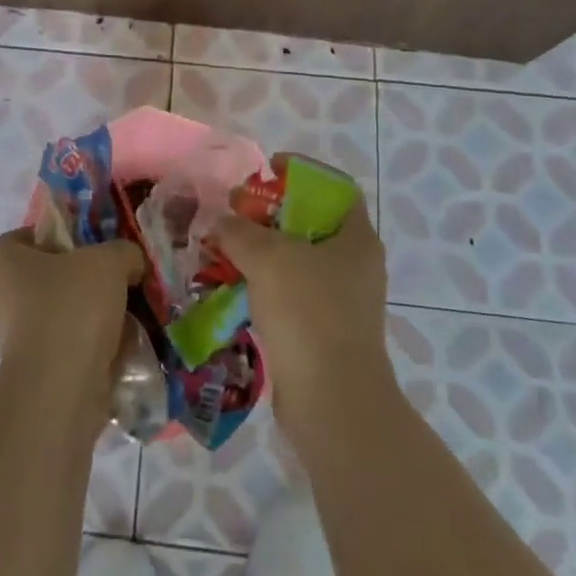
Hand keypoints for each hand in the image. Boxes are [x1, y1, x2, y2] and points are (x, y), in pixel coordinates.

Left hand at [0, 229, 143, 432]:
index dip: (47, 235)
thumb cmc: (73, 308)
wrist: (61, 391)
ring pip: (63, 316)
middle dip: (82, 279)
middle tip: (116, 277)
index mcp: (9, 264)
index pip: (20, 238)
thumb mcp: (109, 261)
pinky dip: (96, 349)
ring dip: (93, 317)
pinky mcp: (41, 375)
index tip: (80, 242)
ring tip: (129, 314)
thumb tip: (129, 263)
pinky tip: (125, 348)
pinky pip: (72, 350)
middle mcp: (7, 300)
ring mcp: (21, 341)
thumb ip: (123, 252)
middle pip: (47, 278)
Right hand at [212, 193, 390, 422]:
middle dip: (269, 214)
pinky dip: (262, 286)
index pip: (334, 187)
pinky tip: (232, 287)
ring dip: (260, 253)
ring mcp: (340, 301)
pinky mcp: (323, 332)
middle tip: (235, 213)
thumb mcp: (268, 258)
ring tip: (224, 249)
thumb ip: (238, 231)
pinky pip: (289, 295)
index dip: (300, 172)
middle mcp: (354, 265)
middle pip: (310, 222)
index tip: (265, 171)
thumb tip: (218, 221)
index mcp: (356, 238)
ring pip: (296, 261)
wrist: (331, 404)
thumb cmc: (309, 314)